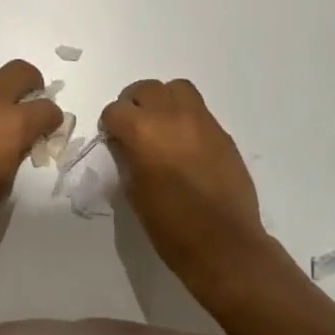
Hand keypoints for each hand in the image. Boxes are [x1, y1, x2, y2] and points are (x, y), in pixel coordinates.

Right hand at [100, 79, 267, 283]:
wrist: (224, 245)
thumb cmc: (171, 227)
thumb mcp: (134, 192)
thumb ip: (127, 158)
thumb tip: (125, 143)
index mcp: (143, 132)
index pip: (115, 110)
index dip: (110, 124)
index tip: (113, 139)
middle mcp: (171, 116)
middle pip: (146, 89)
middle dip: (134, 104)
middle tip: (134, 127)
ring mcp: (201, 120)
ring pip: (176, 89)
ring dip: (163, 101)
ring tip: (162, 125)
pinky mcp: (222, 132)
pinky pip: (199, 110)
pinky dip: (186, 116)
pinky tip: (186, 143)